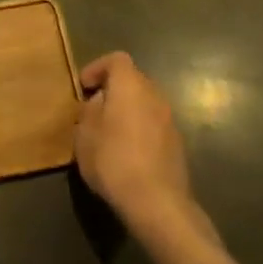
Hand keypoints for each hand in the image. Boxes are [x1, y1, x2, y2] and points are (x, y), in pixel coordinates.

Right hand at [75, 52, 191, 229]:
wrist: (158, 204)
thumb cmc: (114, 160)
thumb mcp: (84, 134)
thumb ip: (89, 111)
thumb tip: (98, 103)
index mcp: (130, 84)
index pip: (116, 59)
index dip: (98, 68)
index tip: (84, 87)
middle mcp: (154, 94)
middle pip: (132, 80)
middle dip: (113, 90)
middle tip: (95, 109)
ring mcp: (170, 120)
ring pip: (145, 103)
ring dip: (128, 111)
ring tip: (110, 133)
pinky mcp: (178, 144)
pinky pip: (154, 125)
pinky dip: (140, 129)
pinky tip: (128, 153)